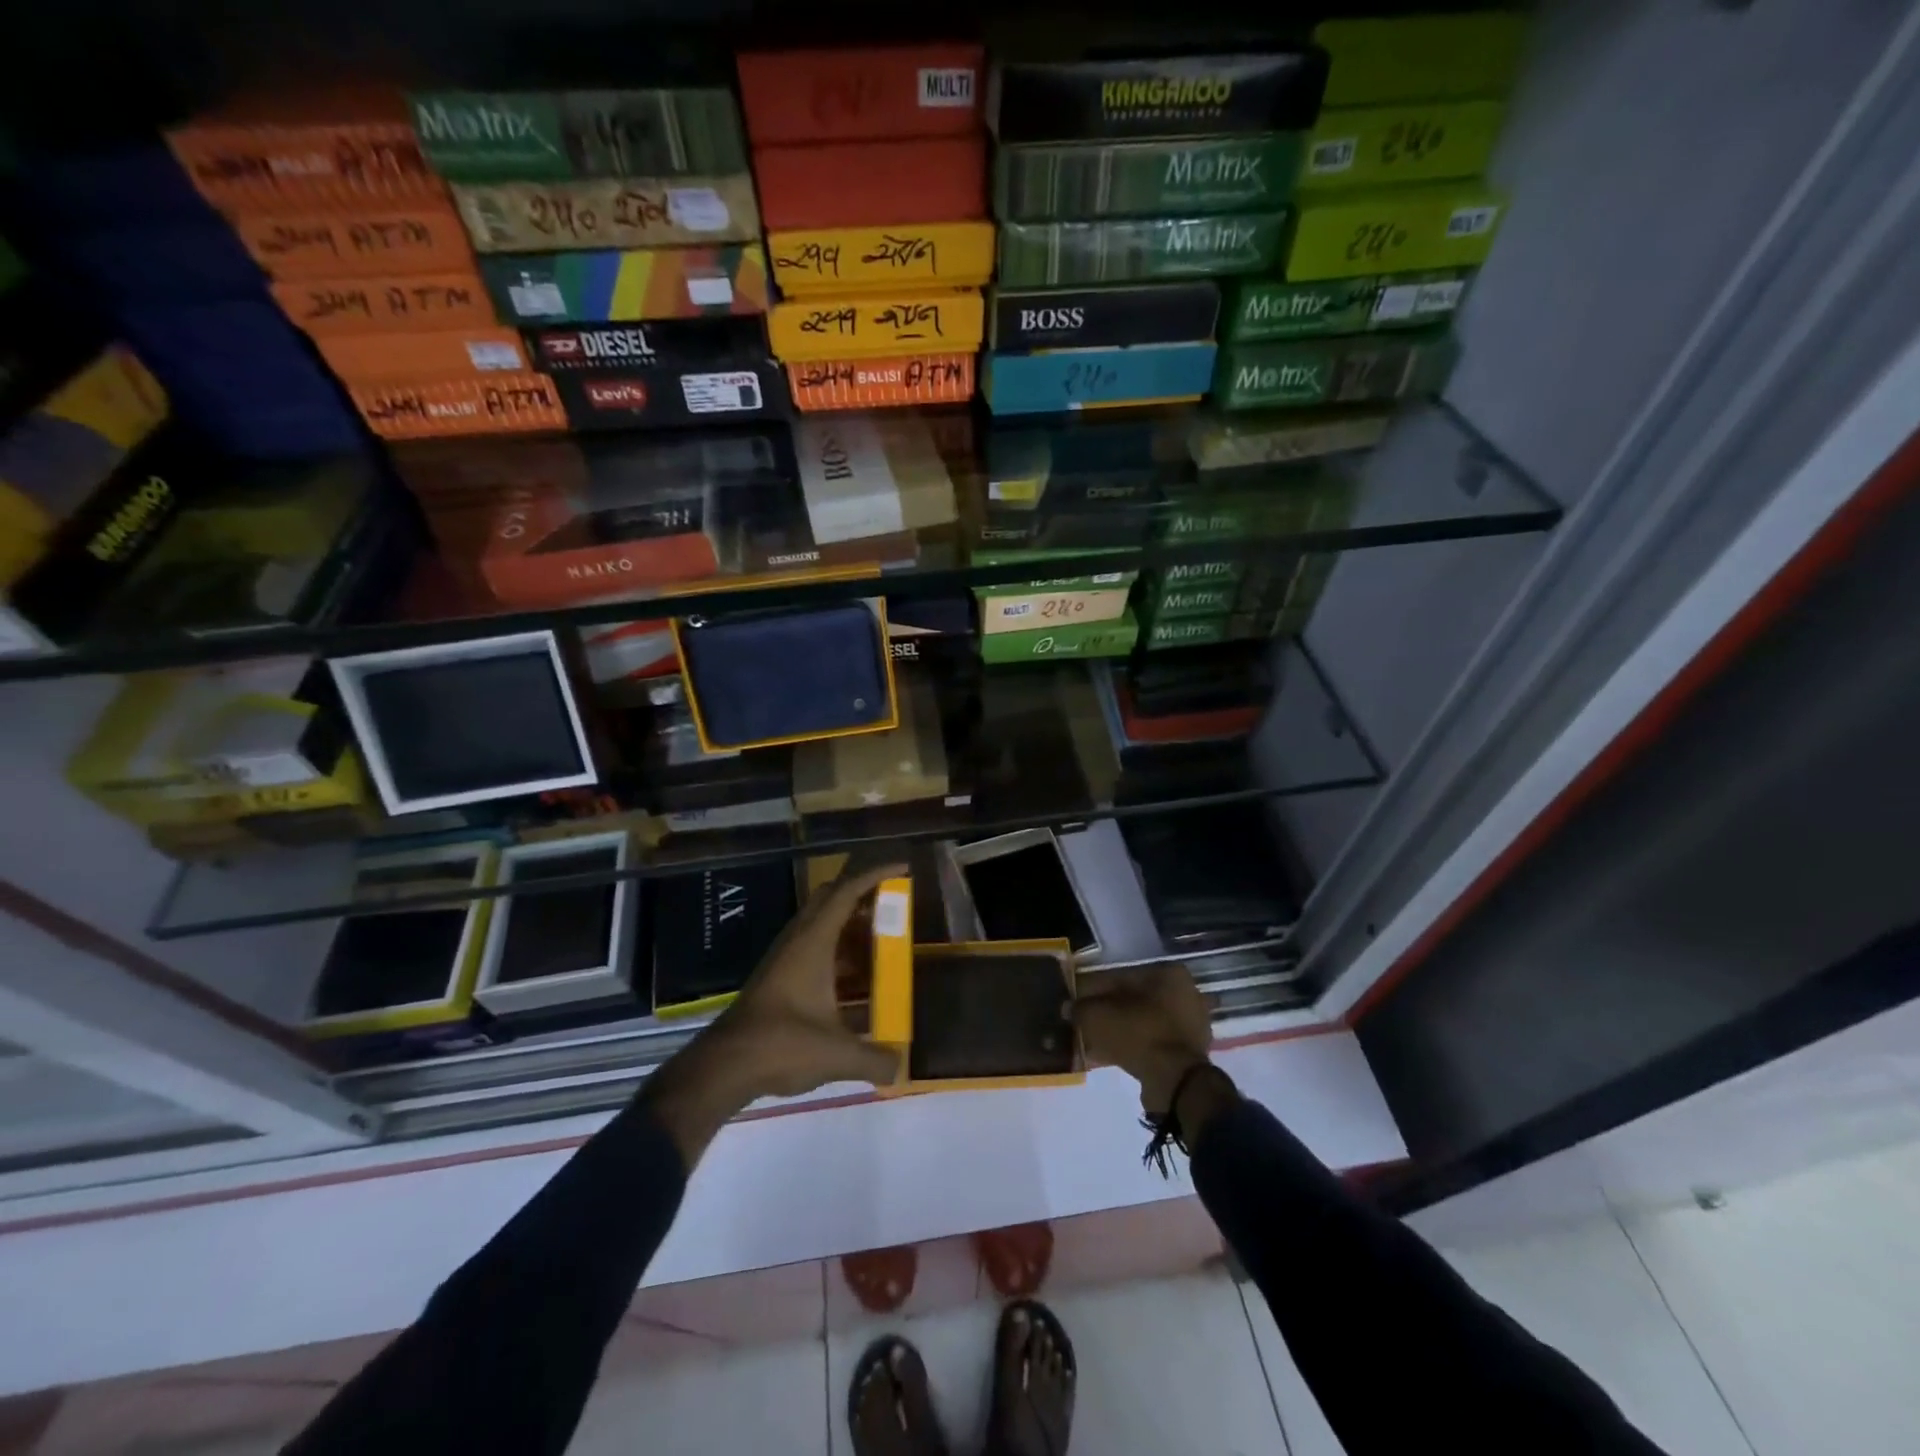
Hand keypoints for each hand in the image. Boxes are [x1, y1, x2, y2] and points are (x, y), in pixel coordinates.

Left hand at [643, 863, 905, 1164]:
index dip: (876, 874)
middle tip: (892, 905)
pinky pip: (813, 946)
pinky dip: (836, 950)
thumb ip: (874, 1059)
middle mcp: (798, 940)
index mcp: (814, 941)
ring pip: (820, 923)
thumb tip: (900, 1067)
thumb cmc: (782, 1046)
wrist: (724, 1067)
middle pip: (831, 898)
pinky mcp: (777, 976)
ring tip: (880, 941)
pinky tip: (853, 980)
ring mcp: (784, 957)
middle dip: (862, 894)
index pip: (847, 891)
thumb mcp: (837, 1055)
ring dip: (848, 924)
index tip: (903, 869)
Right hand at [1076, 965, 1220, 1117]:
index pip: (1120, 976)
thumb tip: (1068, 1008)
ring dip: (1117, 1029)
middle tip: (1083, 1022)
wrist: (1176, 1082)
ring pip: (1141, 1021)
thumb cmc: (1140, 1035)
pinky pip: (1151, 1041)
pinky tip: (1107, 1055)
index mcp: (1168, 974)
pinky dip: (1131, 1045)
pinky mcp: (1188, 1051)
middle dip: (1107, 1010)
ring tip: (1091, 1041)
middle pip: (1133, 999)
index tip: (1076, 1003)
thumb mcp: (1099, 1017)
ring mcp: (1190, 1023)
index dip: (1093, 990)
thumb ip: (1080, 1008)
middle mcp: (1184, 993)